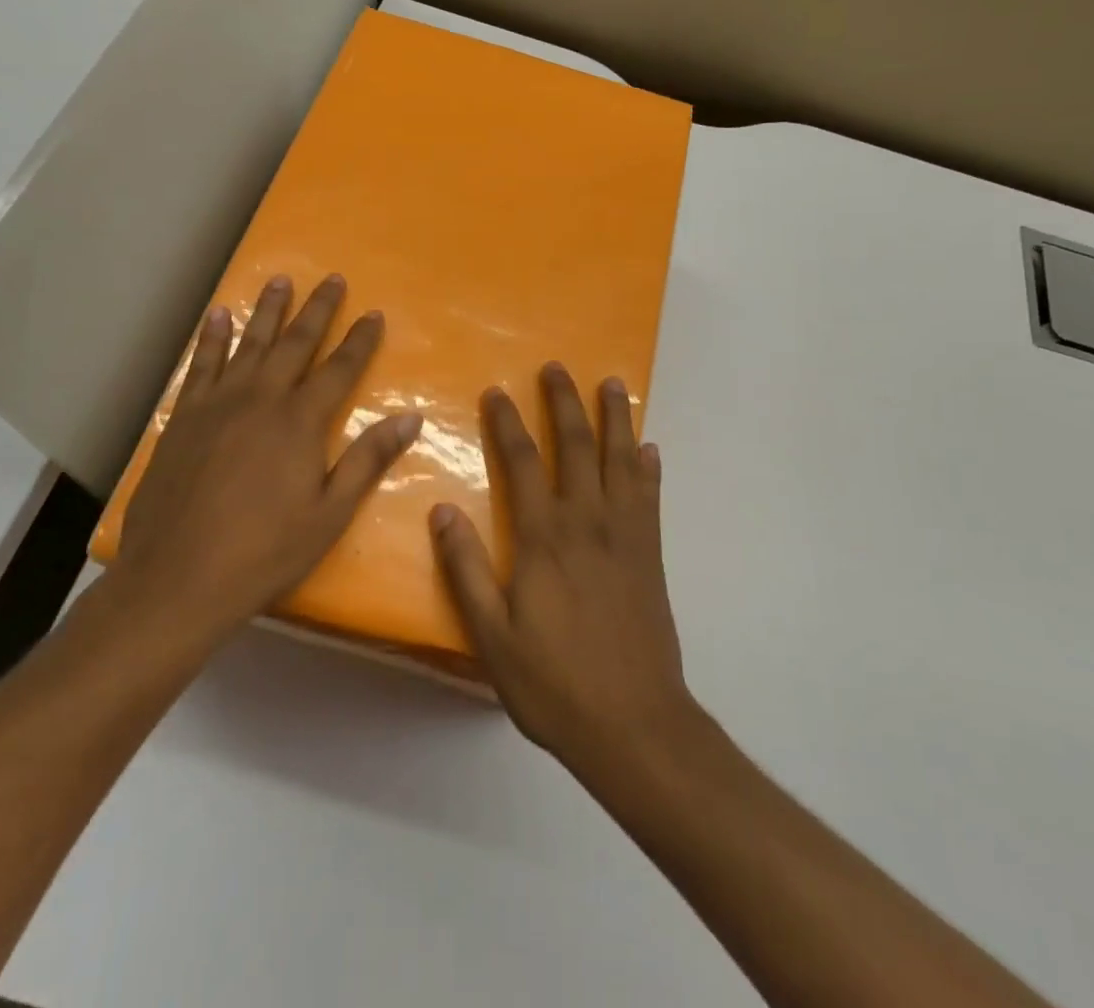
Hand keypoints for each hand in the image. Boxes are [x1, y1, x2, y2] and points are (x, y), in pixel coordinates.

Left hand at [109, 274, 422, 646]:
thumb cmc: (265, 552)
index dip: (360, 340)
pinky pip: (200, 365)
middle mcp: (261, 399)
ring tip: (280, 280)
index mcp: (301, 422)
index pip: (340, 369)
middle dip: (317, 310)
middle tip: (332, 278)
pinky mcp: (184, 417)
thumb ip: (368, 460)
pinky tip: (217, 316)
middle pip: (295, 343)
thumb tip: (410, 417)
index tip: (374, 313)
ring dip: (267, 310)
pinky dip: (211, 338)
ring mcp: (218, 404)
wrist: (177, 578)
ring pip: (248, 343)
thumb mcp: (330, 514)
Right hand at [431, 363, 695, 771]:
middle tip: (557, 368)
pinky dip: (649, 467)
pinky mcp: (651, 554)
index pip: (523, 462)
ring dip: (616, 419)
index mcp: (544, 537)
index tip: (497, 391)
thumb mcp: (492, 636)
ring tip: (613, 384)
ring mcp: (625, 535)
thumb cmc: (553, 683)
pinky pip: (650, 496)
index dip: (508, 423)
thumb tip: (442, 509)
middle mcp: (587, 521)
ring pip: (620, 460)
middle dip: (565, 402)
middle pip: (576, 446)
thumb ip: (465, 569)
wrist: (634, 724)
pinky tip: (649, 448)